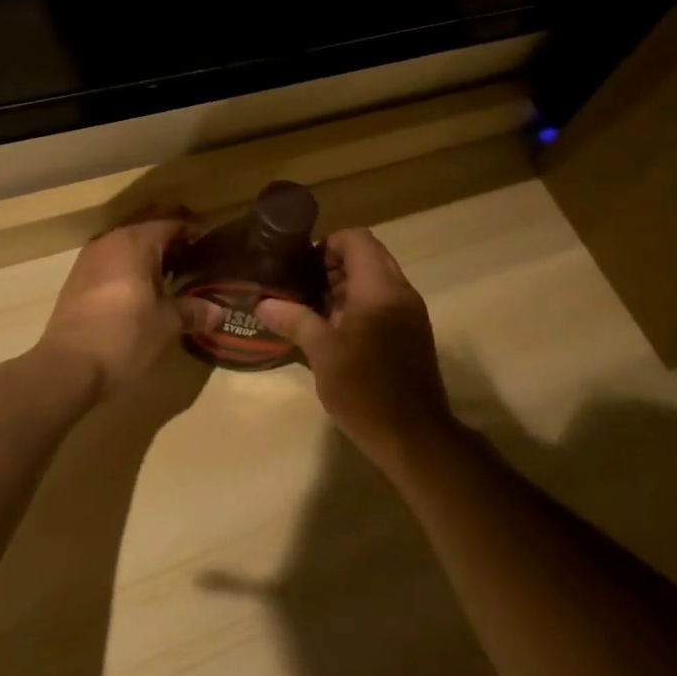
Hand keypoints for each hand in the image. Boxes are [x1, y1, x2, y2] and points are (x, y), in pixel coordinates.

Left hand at [36, 213, 223, 398]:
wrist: (67, 367)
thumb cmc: (124, 337)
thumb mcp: (166, 325)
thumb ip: (193, 311)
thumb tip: (220, 312)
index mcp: (135, 243)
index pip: (171, 223)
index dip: (193, 231)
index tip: (211, 243)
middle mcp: (110, 241)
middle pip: (146, 229)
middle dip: (170, 239)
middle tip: (194, 255)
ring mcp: (89, 259)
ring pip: (126, 244)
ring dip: (148, 253)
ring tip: (170, 273)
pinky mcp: (76, 279)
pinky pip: (111, 260)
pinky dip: (129, 266)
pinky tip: (140, 288)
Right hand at [254, 229, 456, 464]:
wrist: (413, 436)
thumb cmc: (364, 389)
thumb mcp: (322, 353)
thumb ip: (295, 319)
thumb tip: (263, 303)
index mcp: (379, 287)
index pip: (357, 239)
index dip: (328, 244)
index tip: (303, 267)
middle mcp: (400, 290)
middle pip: (369, 255)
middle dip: (335, 264)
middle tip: (305, 287)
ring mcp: (411, 311)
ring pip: (378, 278)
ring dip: (348, 284)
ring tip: (315, 309)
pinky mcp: (413, 331)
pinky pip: (386, 300)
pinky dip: (362, 302)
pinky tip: (338, 330)